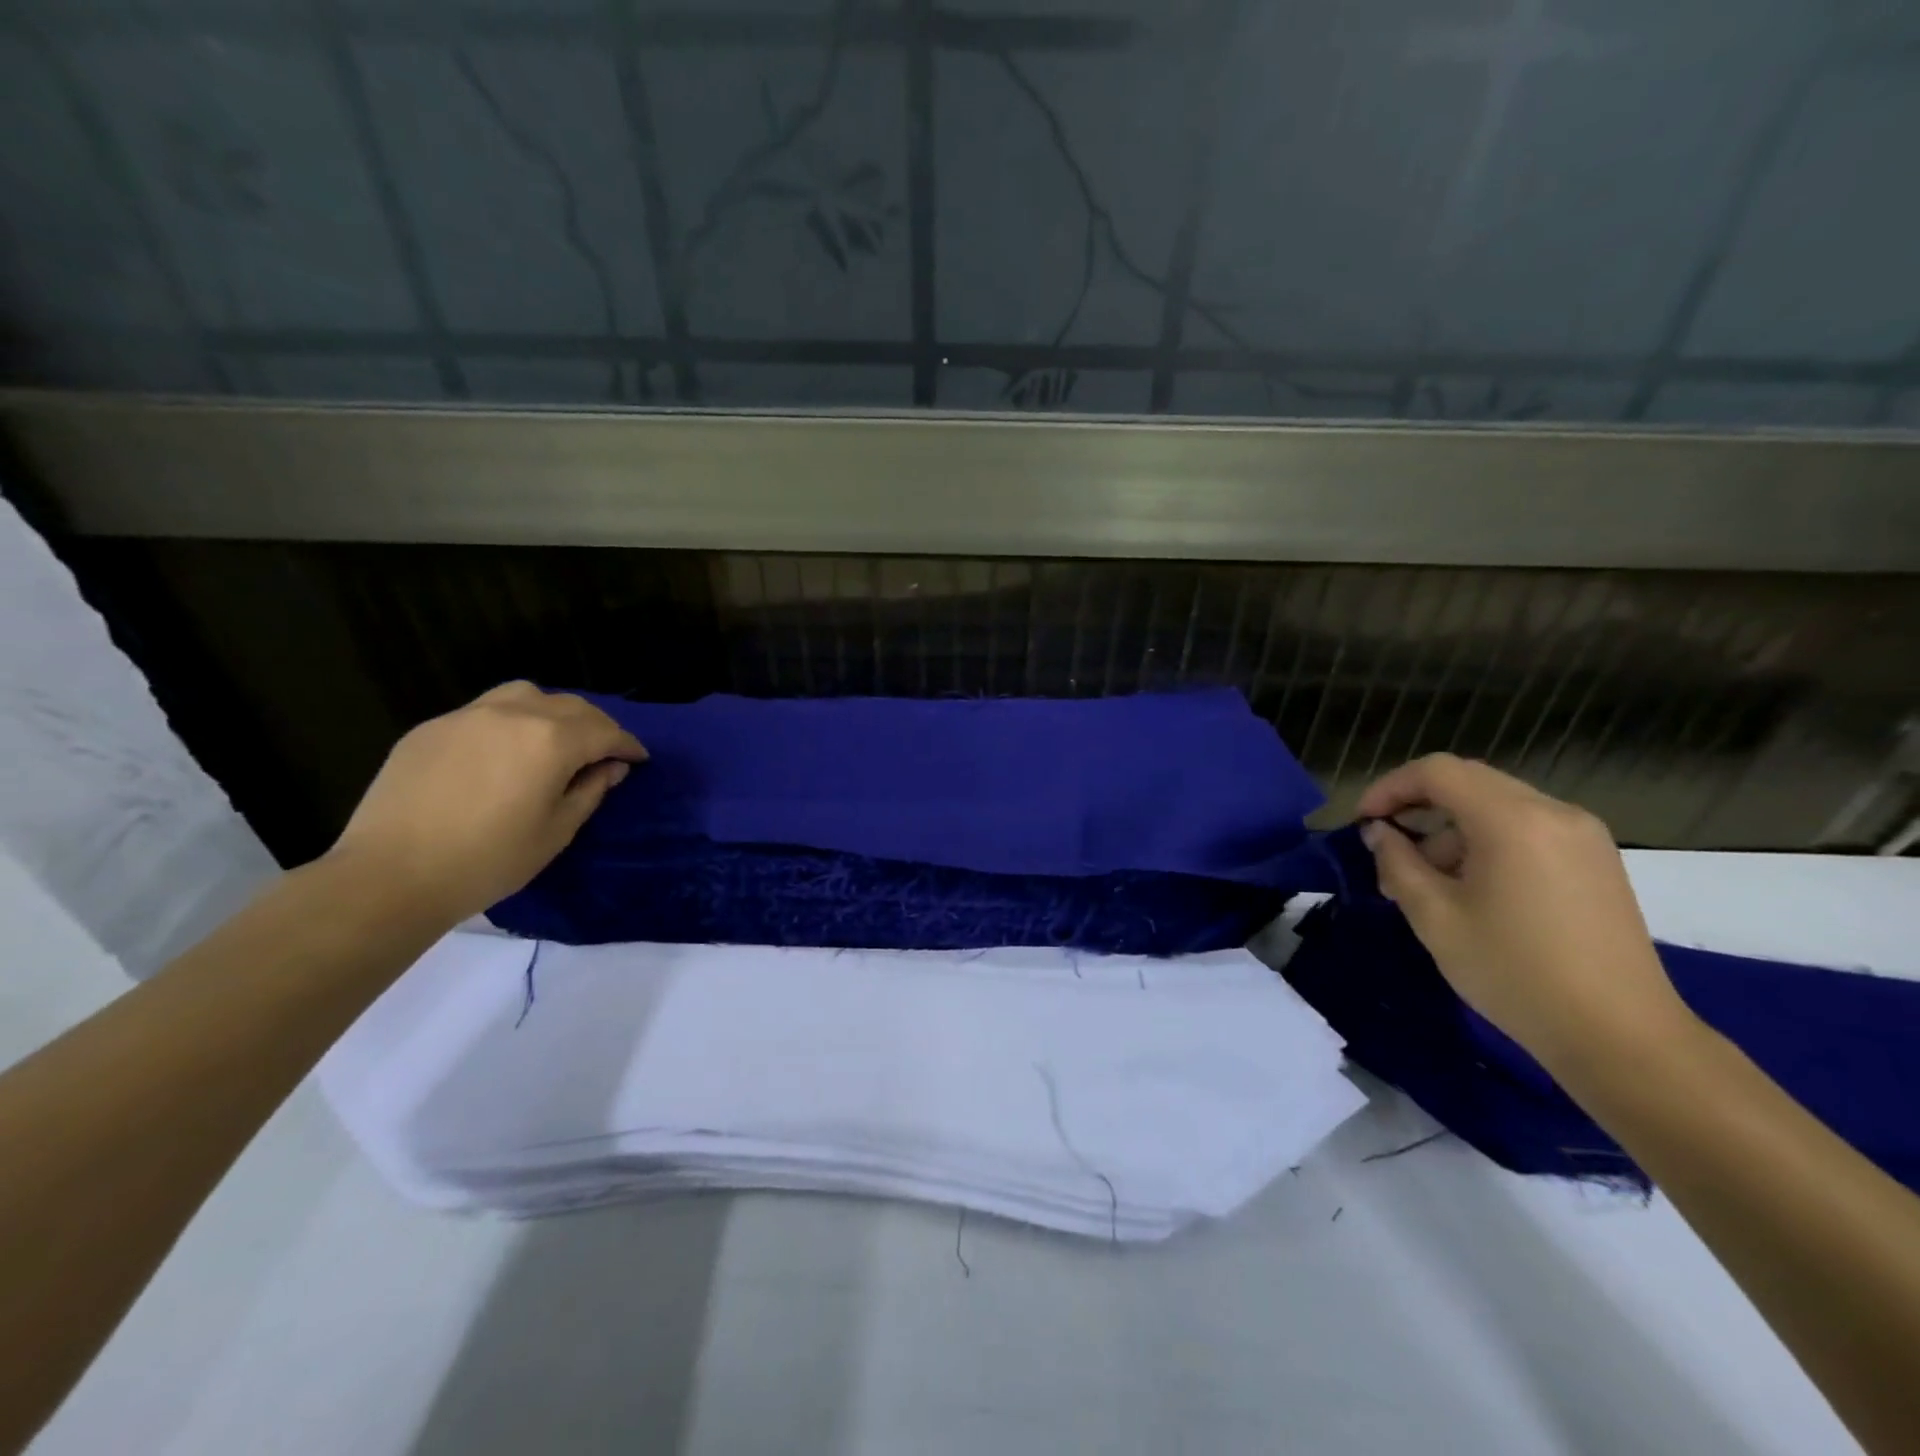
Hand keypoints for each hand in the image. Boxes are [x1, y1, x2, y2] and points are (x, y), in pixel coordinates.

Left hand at [327, 682, 647, 926]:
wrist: (391, 875)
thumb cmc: (489, 860)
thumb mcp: (557, 831)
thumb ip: (590, 790)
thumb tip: (610, 767)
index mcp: (552, 741)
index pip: (605, 732)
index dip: (628, 745)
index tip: (639, 759)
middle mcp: (514, 714)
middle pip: (570, 706)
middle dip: (596, 726)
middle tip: (604, 752)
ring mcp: (467, 716)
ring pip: (525, 696)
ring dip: (552, 712)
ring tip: (554, 739)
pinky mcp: (432, 728)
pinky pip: (485, 712)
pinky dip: (509, 723)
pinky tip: (503, 752)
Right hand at [1355, 754, 1696, 1075]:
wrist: (1621, 1037)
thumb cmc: (1514, 972)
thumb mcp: (1435, 917)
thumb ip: (1397, 863)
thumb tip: (1379, 833)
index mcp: (1512, 820)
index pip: (1436, 772)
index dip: (1389, 788)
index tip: (1363, 823)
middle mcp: (1553, 812)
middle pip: (1467, 782)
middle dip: (1417, 807)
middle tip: (1387, 850)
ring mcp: (1582, 836)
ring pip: (1496, 805)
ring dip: (1450, 829)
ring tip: (1425, 882)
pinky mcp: (1596, 861)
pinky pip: (1526, 828)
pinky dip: (1485, 842)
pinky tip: (1471, 889)